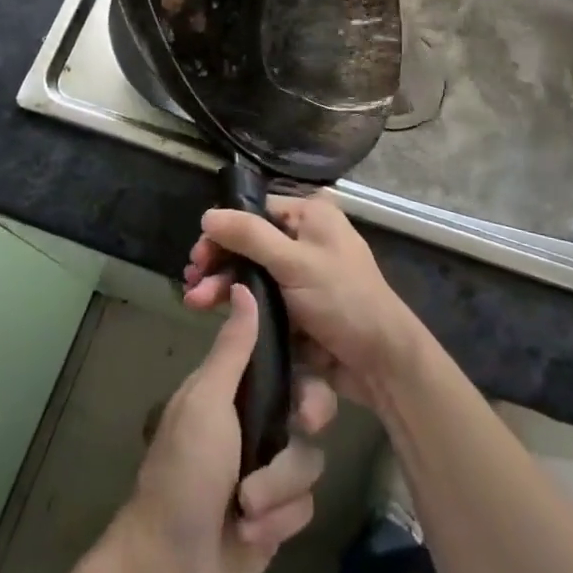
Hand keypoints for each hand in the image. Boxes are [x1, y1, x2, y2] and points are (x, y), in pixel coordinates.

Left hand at [119, 282, 336, 572]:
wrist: (171, 567)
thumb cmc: (184, 470)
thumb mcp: (207, 401)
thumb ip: (233, 349)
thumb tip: (243, 286)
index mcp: (237, 388)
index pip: (286, 359)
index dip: (306, 361)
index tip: (315, 367)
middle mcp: (258, 421)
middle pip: (311, 404)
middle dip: (308, 420)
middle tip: (301, 425)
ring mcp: (270, 468)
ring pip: (310, 458)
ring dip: (279, 486)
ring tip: (247, 505)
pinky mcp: (280, 513)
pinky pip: (305, 504)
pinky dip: (279, 518)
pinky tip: (251, 530)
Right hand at [184, 193, 424, 408]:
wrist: (380, 361)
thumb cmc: (342, 299)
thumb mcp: (295, 262)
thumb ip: (250, 236)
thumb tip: (207, 214)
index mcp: (311, 215)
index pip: (255, 211)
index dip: (224, 231)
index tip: (198, 255)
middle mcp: (305, 238)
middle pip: (249, 242)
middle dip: (218, 262)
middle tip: (192, 281)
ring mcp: (300, 274)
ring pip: (251, 272)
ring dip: (222, 284)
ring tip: (195, 301)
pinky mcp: (296, 306)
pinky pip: (260, 298)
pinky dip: (238, 303)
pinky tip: (212, 310)